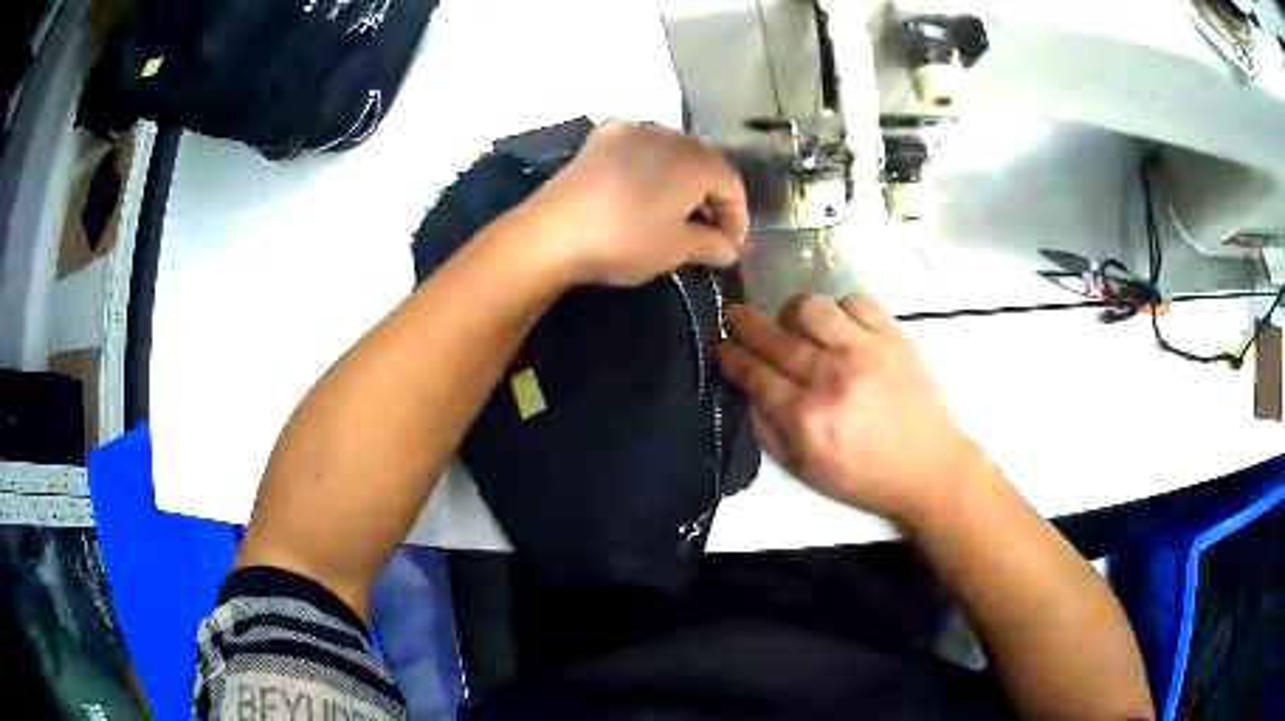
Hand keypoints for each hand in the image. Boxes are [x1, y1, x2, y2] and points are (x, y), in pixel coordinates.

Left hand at [522, 120, 748, 285]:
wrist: (553, 231)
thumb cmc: (625, 239)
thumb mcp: (676, 249)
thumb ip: (711, 245)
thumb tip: (730, 249)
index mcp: (697, 161)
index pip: (732, 186)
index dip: (738, 218)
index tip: (731, 247)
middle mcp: (671, 135)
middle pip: (705, 163)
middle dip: (711, 195)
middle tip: (708, 229)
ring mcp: (633, 129)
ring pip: (672, 149)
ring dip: (681, 176)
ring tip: (676, 206)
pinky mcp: (601, 136)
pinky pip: (637, 142)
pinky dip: (647, 159)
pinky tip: (640, 176)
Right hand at [717, 293, 983, 523]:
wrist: (930, 467)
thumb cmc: (865, 477)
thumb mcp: (807, 470)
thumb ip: (770, 431)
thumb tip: (748, 390)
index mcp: (808, 418)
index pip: (754, 374)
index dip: (730, 355)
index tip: (720, 345)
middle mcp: (832, 377)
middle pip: (774, 336)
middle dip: (744, 322)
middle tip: (735, 316)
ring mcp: (866, 351)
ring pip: (811, 307)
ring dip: (792, 312)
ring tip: (794, 323)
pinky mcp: (894, 337)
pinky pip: (856, 301)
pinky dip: (840, 308)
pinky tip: (840, 325)